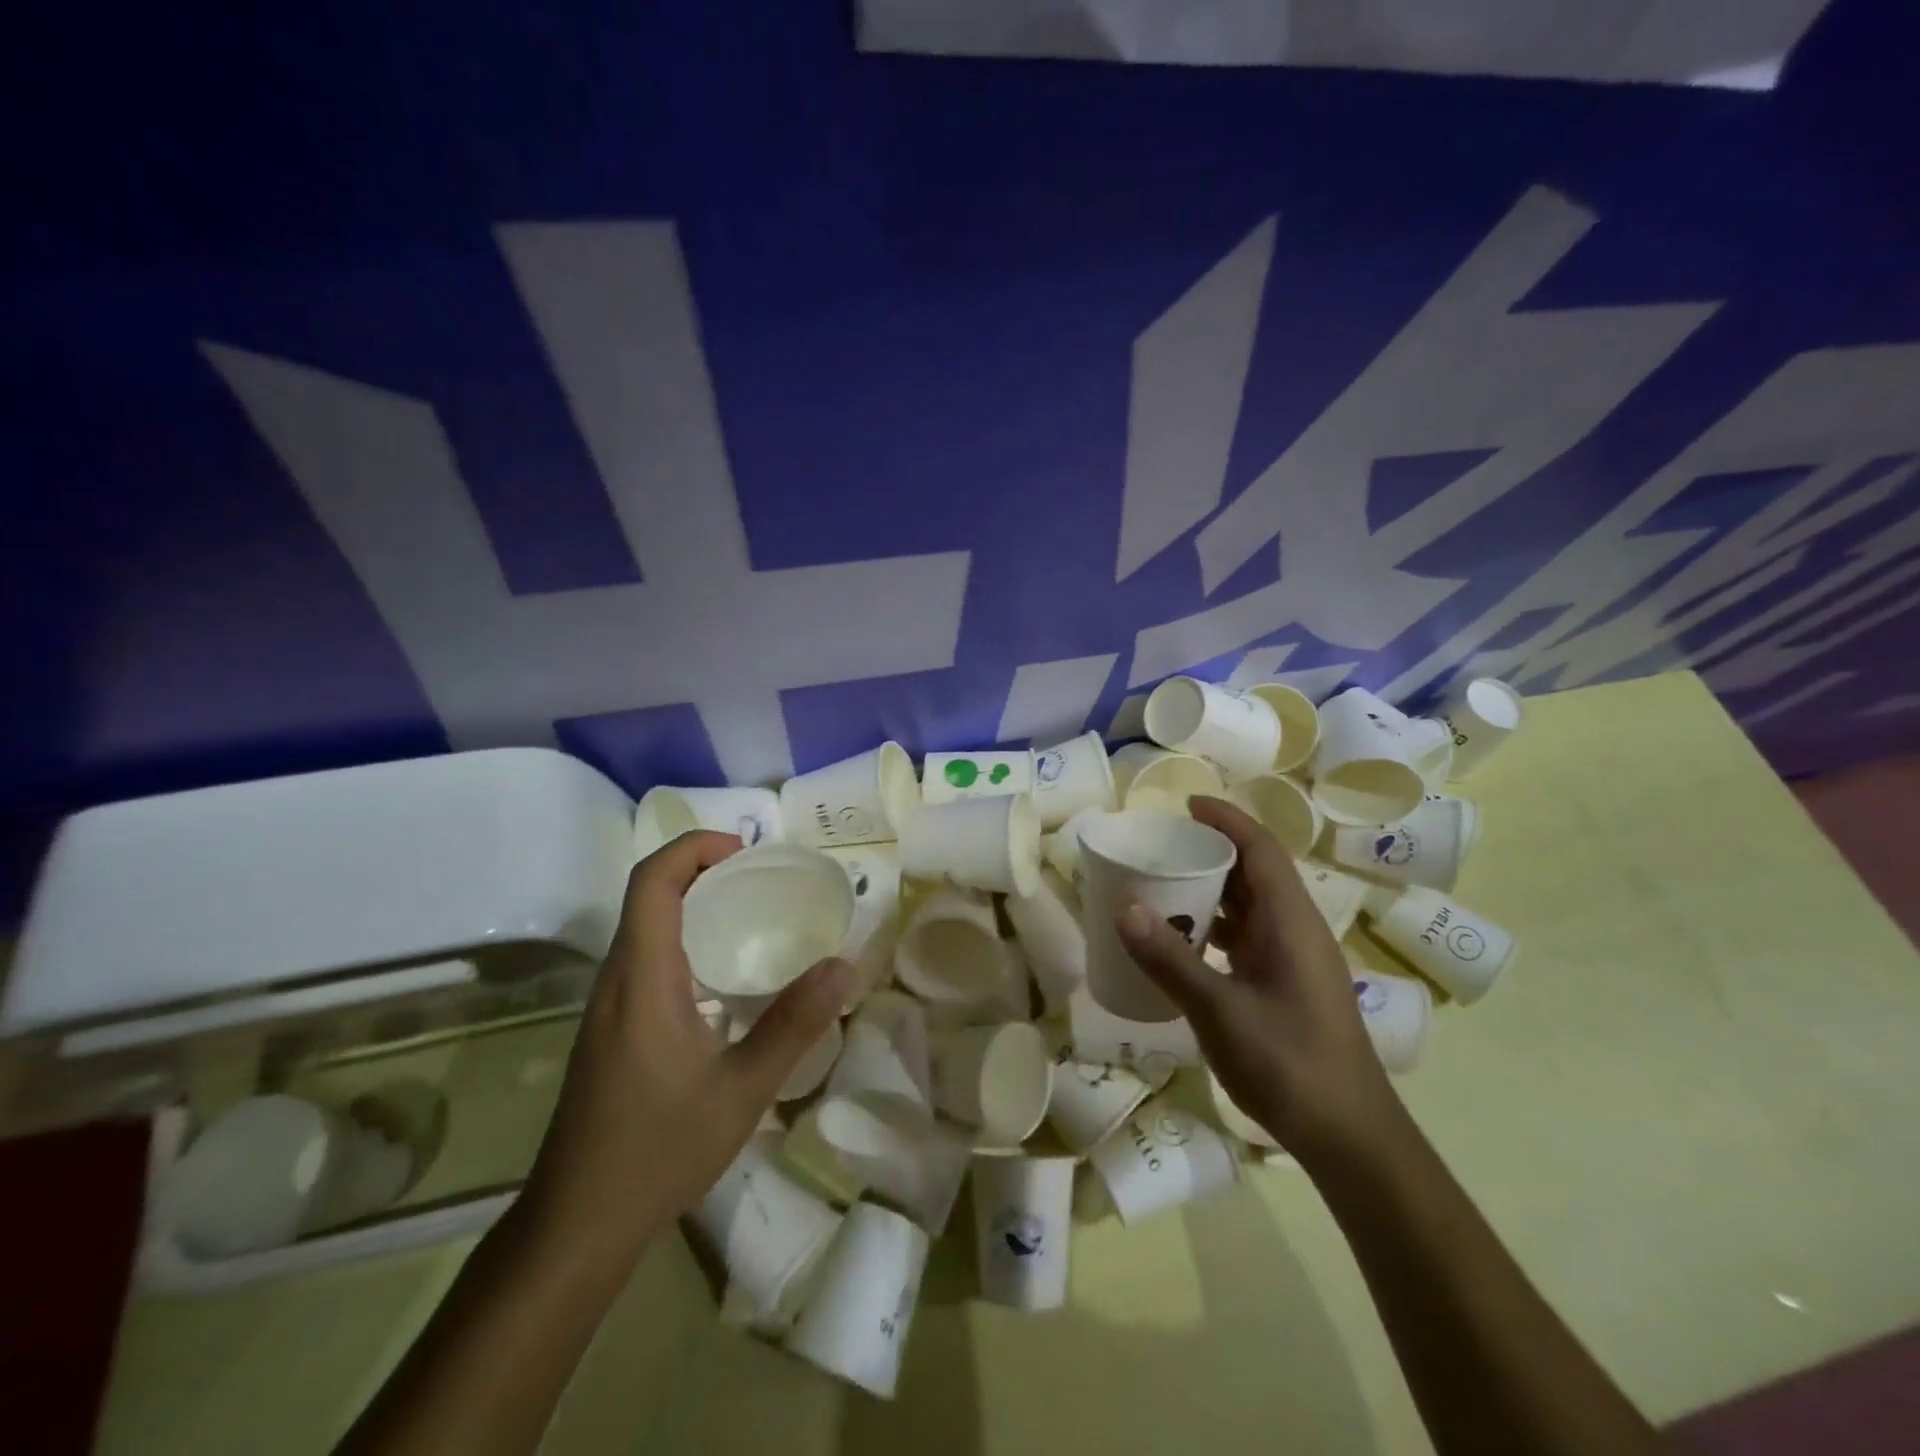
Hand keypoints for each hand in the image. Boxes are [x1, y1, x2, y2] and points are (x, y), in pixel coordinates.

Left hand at [518, 831, 853, 1269]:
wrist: (577, 1225)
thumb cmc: (658, 1150)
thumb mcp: (742, 1089)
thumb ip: (794, 1023)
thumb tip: (845, 966)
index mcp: (642, 977)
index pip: (652, 881)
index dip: (694, 847)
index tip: (745, 850)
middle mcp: (616, 980)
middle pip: (648, 895)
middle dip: (701, 869)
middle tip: (761, 878)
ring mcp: (607, 1006)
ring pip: (644, 927)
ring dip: (691, 904)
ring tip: (750, 916)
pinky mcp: (609, 1030)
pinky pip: (644, 959)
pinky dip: (683, 940)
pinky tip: (723, 978)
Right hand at [1115, 796, 1404, 1165]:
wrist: (1350, 1137)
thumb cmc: (1290, 1064)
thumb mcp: (1220, 1012)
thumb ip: (1170, 960)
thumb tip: (1123, 909)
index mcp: (1290, 921)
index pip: (1260, 849)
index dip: (1227, 820)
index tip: (1186, 804)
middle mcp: (1296, 929)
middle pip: (1255, 872)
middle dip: (1212, 850)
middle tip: (1161, 845)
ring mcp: (1294, 958)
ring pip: (1250, 905)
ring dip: (1211, 889)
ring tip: (1162, 884)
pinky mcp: (1286, 983)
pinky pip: (1246, 936)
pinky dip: (1214, 925)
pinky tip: (1181, 941)